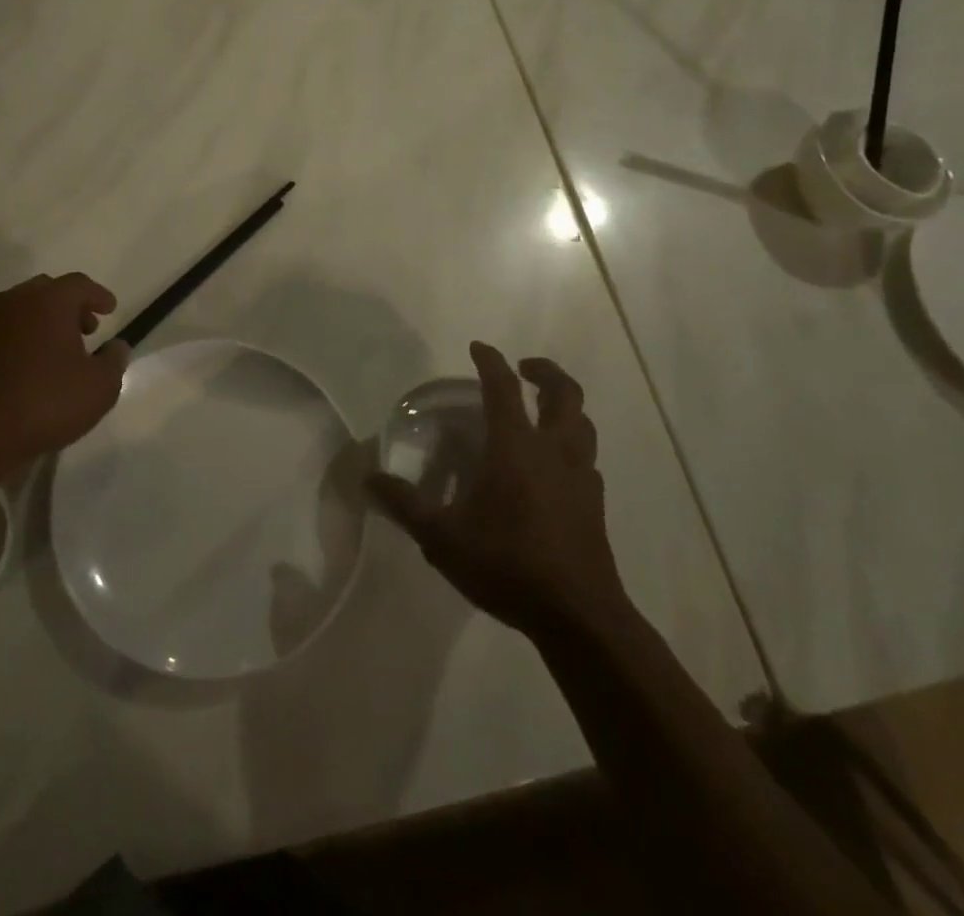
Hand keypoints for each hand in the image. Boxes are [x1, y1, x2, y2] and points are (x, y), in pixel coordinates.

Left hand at [0, 273, 130, 487]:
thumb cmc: (47, 402)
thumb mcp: (100, 386)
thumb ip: (114, 360)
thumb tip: (117, 346)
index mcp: (49, 301)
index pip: (80, 284)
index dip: (99, 295)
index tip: (111, 310)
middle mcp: (16, 302)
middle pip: (48, 291)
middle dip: (70, 305)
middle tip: (87, 329)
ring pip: (23, 310)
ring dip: (44, 322)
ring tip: (60, 351)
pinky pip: (4, 332)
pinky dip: (22, 339)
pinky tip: (32, 367)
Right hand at [369, 343, 622, 637]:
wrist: (578, 616)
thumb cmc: (507, 564)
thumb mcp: (442, 537)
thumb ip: (405, 504)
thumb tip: (368, 478)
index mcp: (516, 447)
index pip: (503, 388)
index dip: (491, 362)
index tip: (479, 347)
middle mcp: (553, 451)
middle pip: (564, 394)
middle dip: (546, 372)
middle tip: (524, 368)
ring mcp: (580, 477)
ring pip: (583, 425)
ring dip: (565, 407)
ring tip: (544, 411)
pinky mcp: (594, 505)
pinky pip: (586, 460)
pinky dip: (572, 448)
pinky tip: (555, 468)